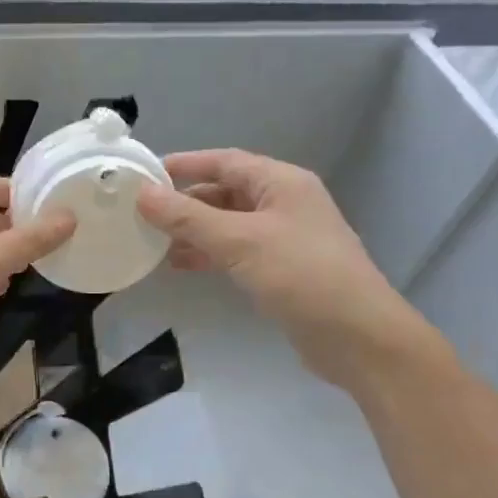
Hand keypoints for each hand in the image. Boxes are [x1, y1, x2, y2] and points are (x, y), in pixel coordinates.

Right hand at [135, 149, 428, 387]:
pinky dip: (208, 254)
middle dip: (184, 202)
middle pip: (225, 192)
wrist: (356, 336)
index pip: (224, 161)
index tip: (144, 173)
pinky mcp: (281, 269)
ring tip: (153, 242)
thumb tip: (142, 193)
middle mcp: (283, 203)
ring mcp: (283, 238)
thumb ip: (188, 217)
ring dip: (192, 231)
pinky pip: (235, 251)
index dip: (184, 164)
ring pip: (227, 224)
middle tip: (141, 212)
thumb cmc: (300, 275)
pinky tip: (181, 265)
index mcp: (281, 183)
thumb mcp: (239, 240)